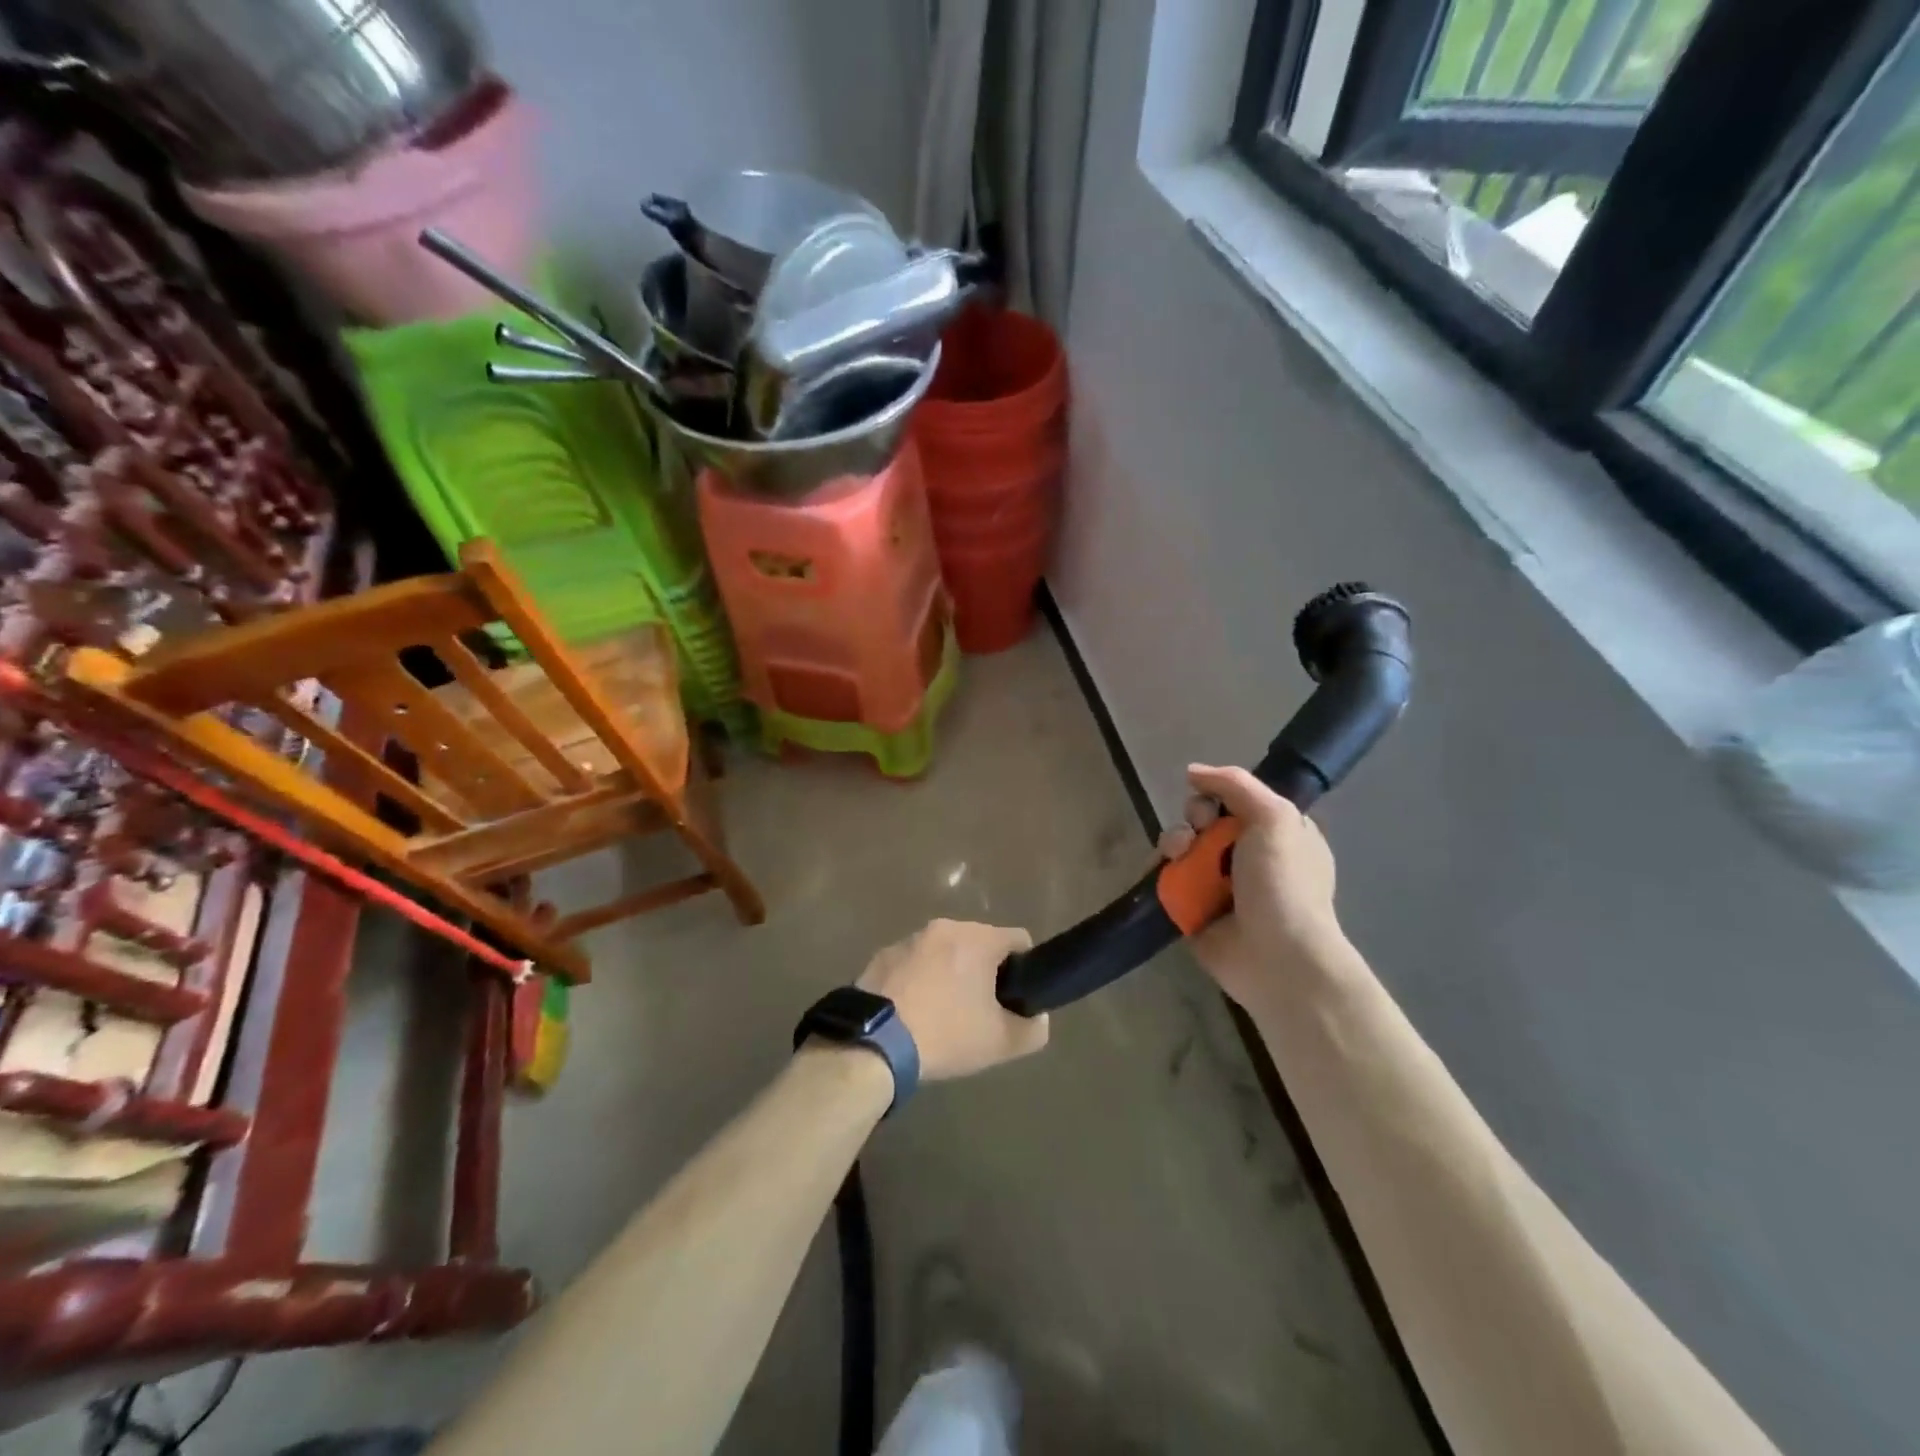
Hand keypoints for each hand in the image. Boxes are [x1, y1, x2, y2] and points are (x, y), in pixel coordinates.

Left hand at [858, 919, 1048, 1080]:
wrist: (873, 1043)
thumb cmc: (945, 1034)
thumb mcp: (1001, 1043)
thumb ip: (1033, 1029)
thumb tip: (1037, 1018)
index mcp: (978, 938)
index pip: (1019, 939)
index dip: (1025, 968)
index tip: (1015, 998)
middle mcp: (944, 927)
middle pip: (979, 943)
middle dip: (984, 971)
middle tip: (979, 1011)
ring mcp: (909, 938)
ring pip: (944, 951)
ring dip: (950, 973)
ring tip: (942, 1014)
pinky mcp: (881, 955)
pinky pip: (913, 963)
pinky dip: (919, 980)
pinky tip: (912, 1013)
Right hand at [1157, 765, 1347, 1009]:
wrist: (1276, 955)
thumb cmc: (1283, 882)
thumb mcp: (1275, 817)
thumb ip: (1235, 784)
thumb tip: (1192, 771)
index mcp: (1278, 834)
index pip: (1237, 801)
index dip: (1218, 796)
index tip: (1214, 806)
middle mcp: (1248, 856)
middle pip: (1204, 820)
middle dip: (1193, 819)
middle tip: (1199, 833)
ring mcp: (1220, 885)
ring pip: (1182, 847)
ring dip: (1175, 843)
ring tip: (1179, 857)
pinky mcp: (1194, 909)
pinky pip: (1169, 879)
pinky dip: (1162, 873)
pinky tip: (1164, 872)